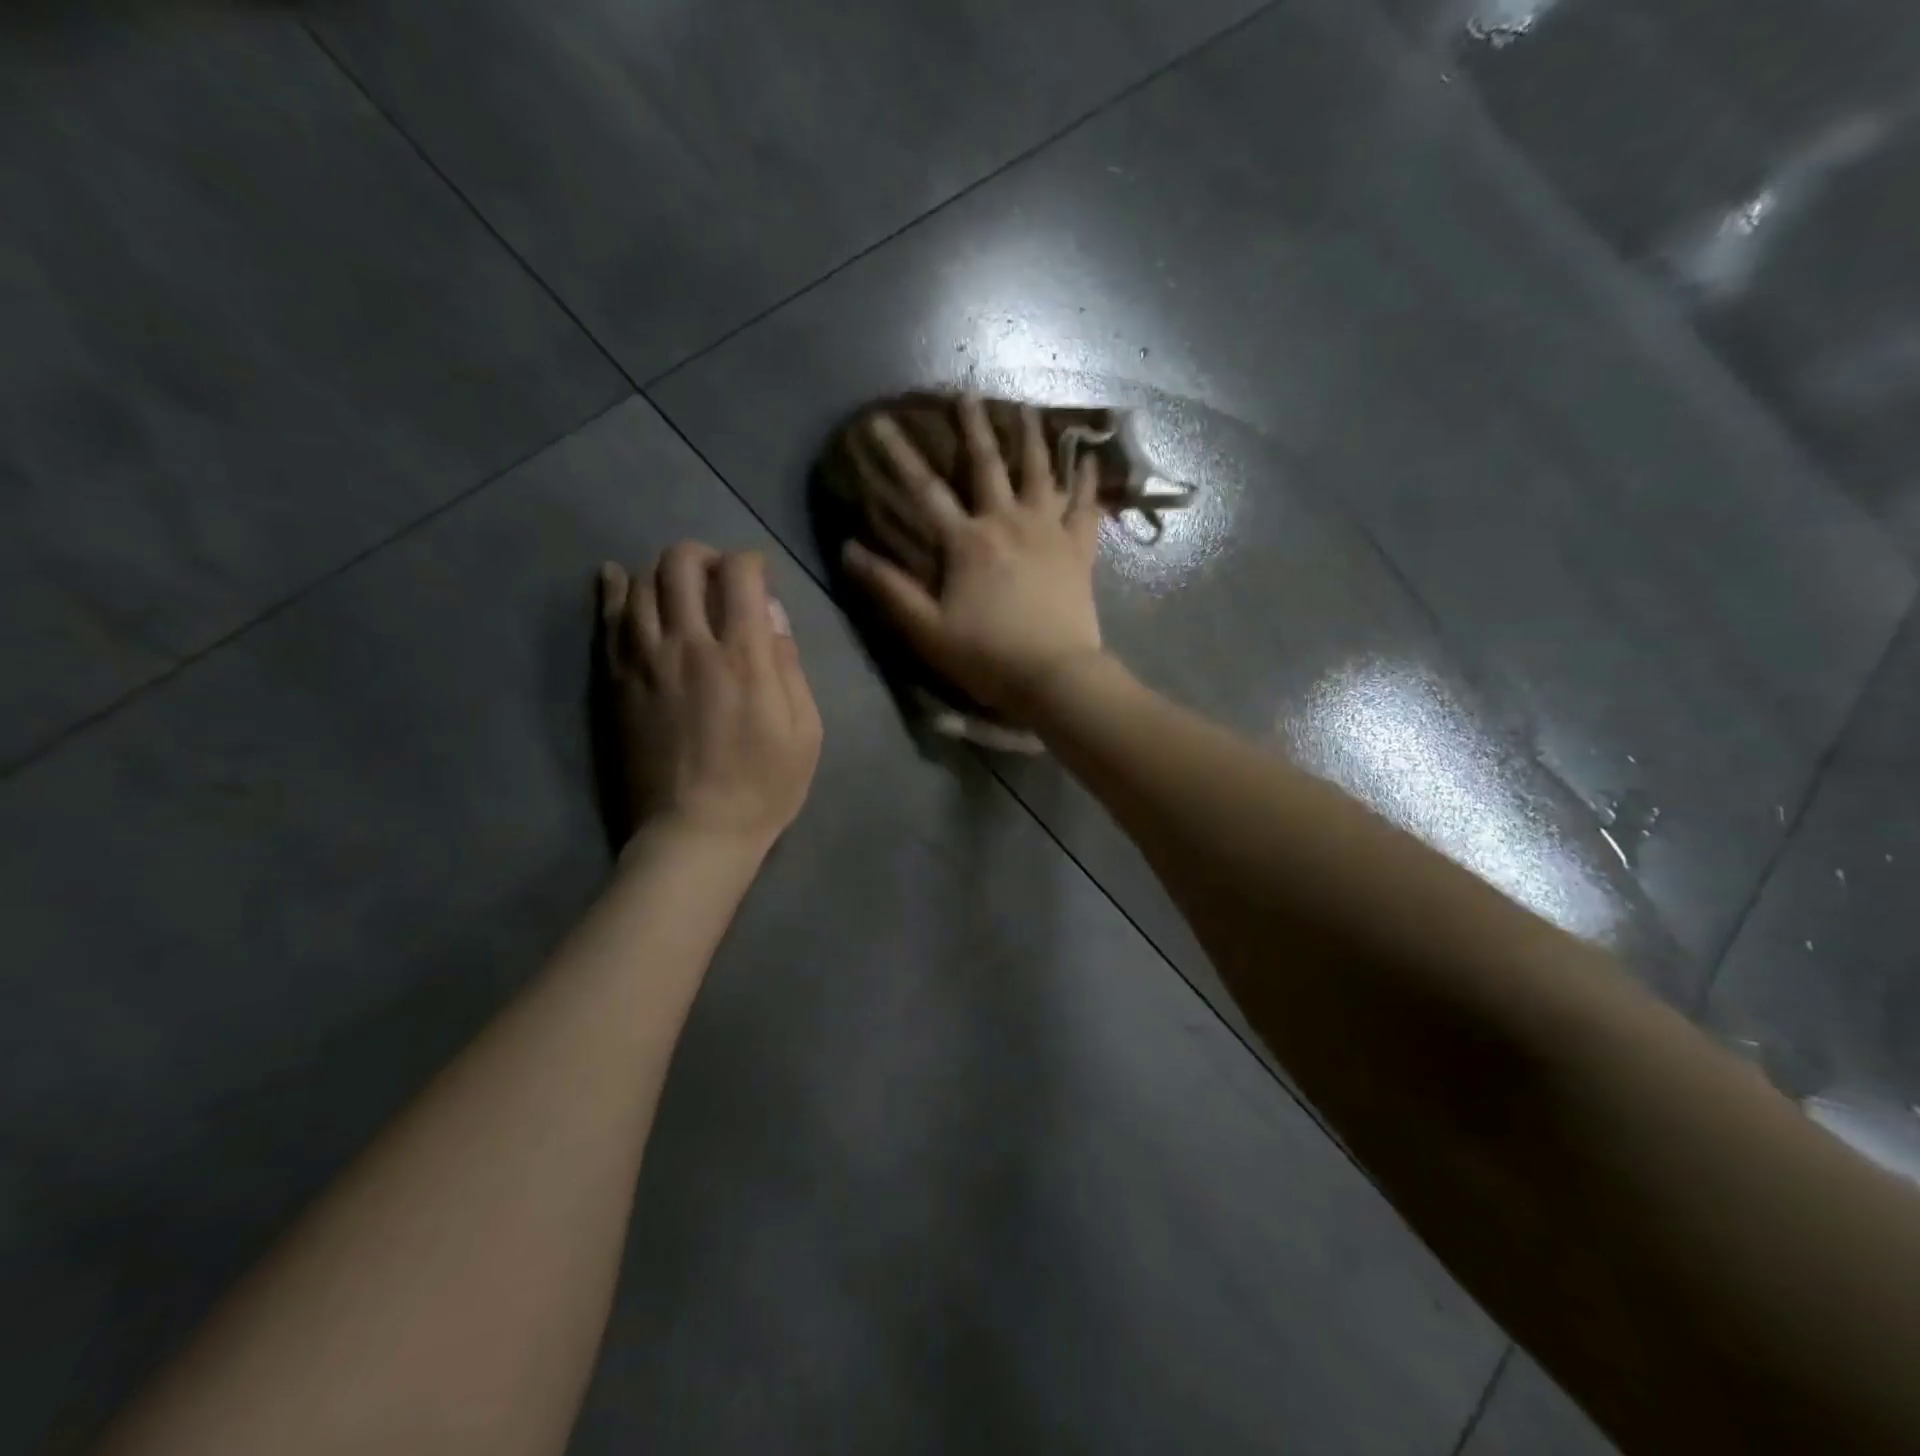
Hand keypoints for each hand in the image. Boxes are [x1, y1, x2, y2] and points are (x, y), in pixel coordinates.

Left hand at [599, 545, 822, 852]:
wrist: (694, 834)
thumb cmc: (763, 788)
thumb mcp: (805, 733)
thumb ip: (790, 669)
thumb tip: (773, 620)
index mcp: (743, 657)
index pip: (740, 575)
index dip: (750, 563)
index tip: (757, 576)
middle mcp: (689, 644)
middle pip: (681, 565)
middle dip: (702, 557)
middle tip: (715, 576)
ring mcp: (644, 662)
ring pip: (640, 584)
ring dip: (661, 572)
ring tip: (676, 586)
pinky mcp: (616, 682)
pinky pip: (606, 620)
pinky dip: (611, 590)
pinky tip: (615, 577)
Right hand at [841, 395, 1105, 719]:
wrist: (1056, 676)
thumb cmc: (987, 656)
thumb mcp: (926, 629)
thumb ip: (888, 589)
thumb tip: (848, 550)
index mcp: (967, 542)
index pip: (924, 489)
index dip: (898, 454)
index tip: (878, 421)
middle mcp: (1008, 522)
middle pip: (988, 464)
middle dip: (973, 426)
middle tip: (966, 391)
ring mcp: (1049, 531)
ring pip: (1040, 472)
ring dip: (1031, 437)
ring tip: (1026, 407)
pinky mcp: (1079, 549)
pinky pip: (1085, 505)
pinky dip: (1086, 480)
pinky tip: (1087, 457)